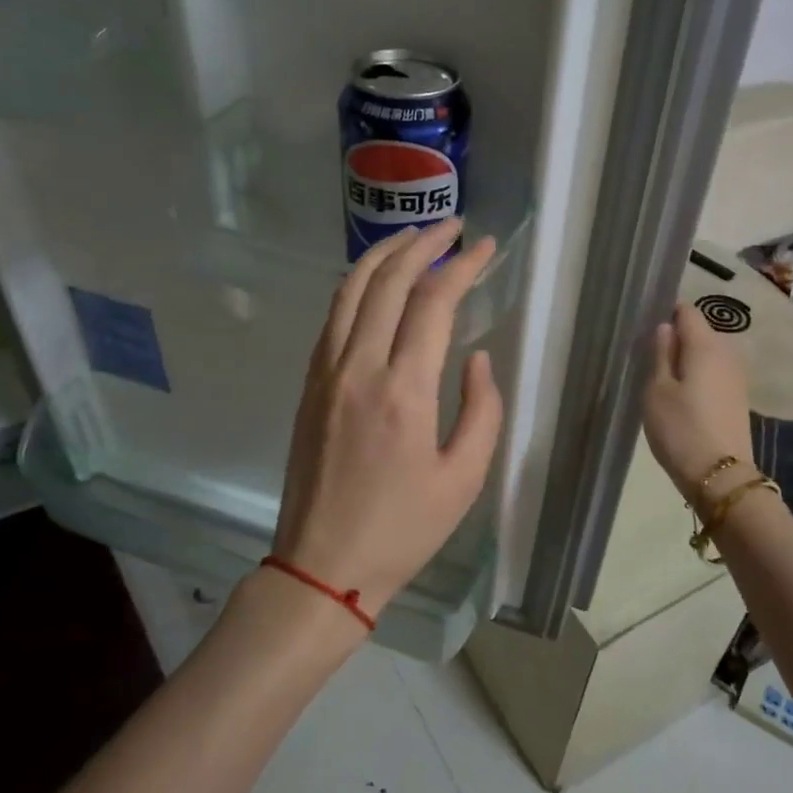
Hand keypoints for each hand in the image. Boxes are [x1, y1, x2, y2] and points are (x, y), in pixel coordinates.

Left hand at [270, 219, 504, 620]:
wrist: (323, 565)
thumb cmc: (403, 529)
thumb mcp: (464, 478)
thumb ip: (482, 410)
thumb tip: (476, 358)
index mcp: (403, 391)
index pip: (433, 302)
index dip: (461, 266)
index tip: (484, 247)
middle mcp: (358, 368)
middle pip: (387, 281)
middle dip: (422, 243)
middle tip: (451, 227)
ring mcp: (325, 373)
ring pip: (350, 291)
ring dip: (382, 255)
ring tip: (412, 236)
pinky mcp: (308, 385)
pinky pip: (332, 318)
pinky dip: (356, 287)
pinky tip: (374, 284)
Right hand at [642, 302, 754, 500]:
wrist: (720, 476)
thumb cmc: (680, 429)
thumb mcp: (657, 391)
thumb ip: (661, 354)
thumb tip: (665, 328)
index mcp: (705, 345)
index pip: (687, 311)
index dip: (666, 312)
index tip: (646, 328)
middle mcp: (727, 353)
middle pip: (700, 332)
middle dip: (676, 338)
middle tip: (649, 358)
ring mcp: (737, 376)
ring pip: (708, 354)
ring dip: (687, 359)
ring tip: (663, 379)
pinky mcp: (738, 397)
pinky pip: (715, 373)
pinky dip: (698, 376)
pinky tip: (682, 397)